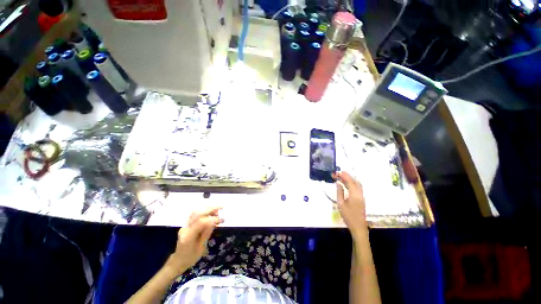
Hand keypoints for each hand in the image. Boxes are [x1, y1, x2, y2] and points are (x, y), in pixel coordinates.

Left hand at [165, 207, 223, 275]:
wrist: (178, 261)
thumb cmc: (191, 257)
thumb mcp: (201, 248)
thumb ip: (207, 233)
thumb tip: (214, 221)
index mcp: (188, 237)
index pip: (200, 222)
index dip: (212, 219)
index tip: (221, 220)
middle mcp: (185, 228)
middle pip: (197, 214)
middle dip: (211, 209)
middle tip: (222, 208)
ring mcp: (185, 225)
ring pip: (196, 212)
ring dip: (208, 209)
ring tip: (217, 211)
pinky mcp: (186, 224)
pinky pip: (195, 214)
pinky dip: (204, 211)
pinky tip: (211, 213)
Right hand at [334, 171, 367, 238]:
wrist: (358, 227)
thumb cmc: (348, 216)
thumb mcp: (341, 204)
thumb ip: (339, 192)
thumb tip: (338, 184)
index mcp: (354, 195)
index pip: (350, 181)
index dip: (344, 175)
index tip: (337, 172)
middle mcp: (360, 194)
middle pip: (355, 181)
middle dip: (347, 175)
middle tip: (338, 173)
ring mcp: (361, 196)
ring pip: (357, 184)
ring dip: (350, 179)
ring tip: (341, 177)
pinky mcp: (361, 199)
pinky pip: (357, 188)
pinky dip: (352, 183)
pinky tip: (346, 184)